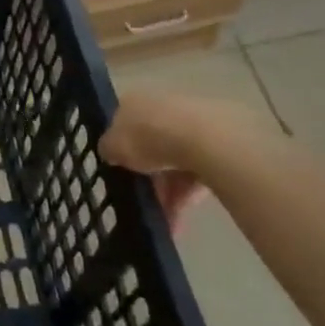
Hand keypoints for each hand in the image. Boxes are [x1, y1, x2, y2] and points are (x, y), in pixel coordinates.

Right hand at [100, 90, 216, 231]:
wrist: (203, 139)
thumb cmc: (148, 137)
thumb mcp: (113, 146)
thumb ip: (108, 149)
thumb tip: (110, 151)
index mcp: (133, 101)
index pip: (122, 124)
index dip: (119, 149)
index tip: (118, 172)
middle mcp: (161, 106)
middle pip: (149, 145)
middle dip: (146, 177)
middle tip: (141, 204)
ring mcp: (190, 123)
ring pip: (173, 163)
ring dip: (166, 194)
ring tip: (163, 223)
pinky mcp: (216, 144)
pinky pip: (195, 174)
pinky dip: (186, 197)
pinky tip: (179, 221)